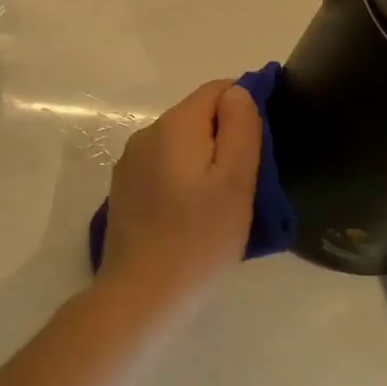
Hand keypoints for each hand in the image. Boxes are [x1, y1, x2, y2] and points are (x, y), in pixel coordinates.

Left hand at [98, 79, 260, 316]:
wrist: (141, 296)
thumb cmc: (199, 239)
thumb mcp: (235, 181)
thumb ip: (240, 127)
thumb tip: (238, 92)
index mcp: (175, 125)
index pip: (218, 89)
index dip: (245, 105)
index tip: (262, 145)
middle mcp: (147, 133)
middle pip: (197, 115)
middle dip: (225, 136)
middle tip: (246, 181)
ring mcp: (130, 163)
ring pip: (180, 144)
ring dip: (203, 159)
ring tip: (221, 202)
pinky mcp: (124, 190)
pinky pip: (163, 167)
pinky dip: (182, 178)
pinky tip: (191, 214)